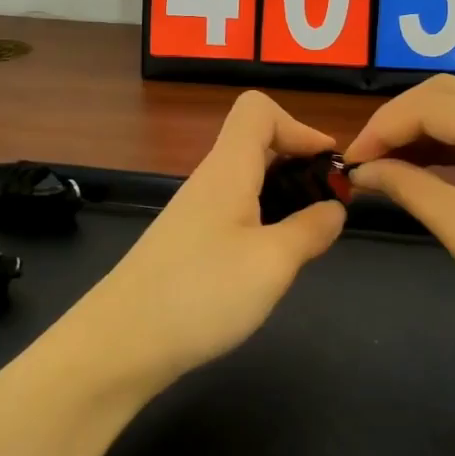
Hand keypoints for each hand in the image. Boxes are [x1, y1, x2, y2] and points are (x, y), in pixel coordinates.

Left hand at [75, 92, 346, 386]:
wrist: (120, 345)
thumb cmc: (201, 293)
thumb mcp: (272, 262)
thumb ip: (310, 230)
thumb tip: (334, 208)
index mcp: (228, 169)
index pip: (258, 110)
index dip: (299, 127)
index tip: (328, 166)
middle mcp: (209, 182)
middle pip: (257, 145)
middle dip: (299, 166)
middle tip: (329, 207)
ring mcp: (194, 214)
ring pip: (247, 183)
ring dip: (284, 199)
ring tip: (308, 240)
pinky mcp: (187, 245)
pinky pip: (234, 215)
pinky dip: (262, 225)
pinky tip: (270, 265)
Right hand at [343, 75, 454, 371]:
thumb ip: (407, 187)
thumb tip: (361, 170)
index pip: (432, 103)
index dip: (383, 126)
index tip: (350, 162)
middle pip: (447, 95)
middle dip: (399, 122)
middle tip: (365, 161)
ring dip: (421, 133)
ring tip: (384, 167)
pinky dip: (447, 148)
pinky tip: (420, 169)